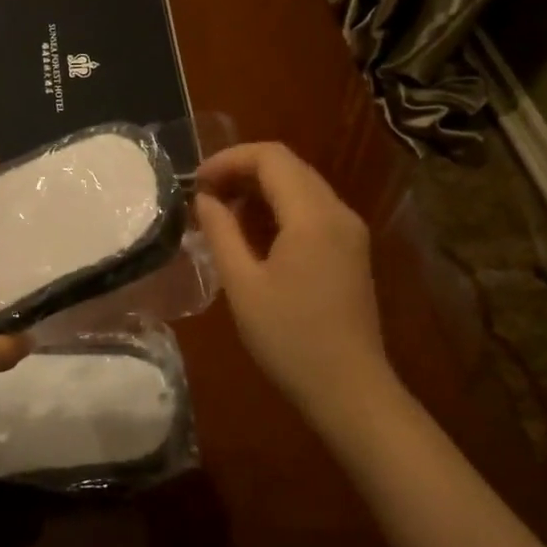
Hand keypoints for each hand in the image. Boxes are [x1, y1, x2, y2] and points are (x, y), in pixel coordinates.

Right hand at [194, 142, 389, 416]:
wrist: (349, 389)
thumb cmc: (289, 339)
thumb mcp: (243, 285)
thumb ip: (221, 232)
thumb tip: (204, 199)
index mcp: (313, 216)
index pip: (270, 157)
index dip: (228, 159)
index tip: (195, 182)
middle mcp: (338, 212)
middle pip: (288, 166)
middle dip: (242, 171)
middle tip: (204, 196)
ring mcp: (349, 231)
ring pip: (301, 187)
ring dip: (260, 190)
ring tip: (222, 216)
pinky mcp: (351, 250)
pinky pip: (312, 210)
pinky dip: (280, 210)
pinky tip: (253, 236)